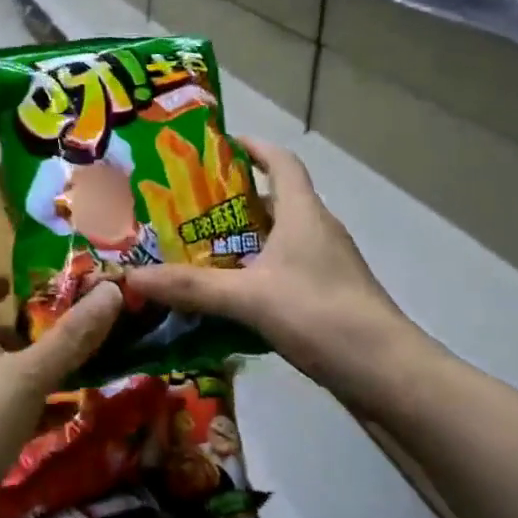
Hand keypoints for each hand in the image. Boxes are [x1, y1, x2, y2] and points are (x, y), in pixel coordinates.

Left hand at [0, 275, 120, 517]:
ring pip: (0, 377)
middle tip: (68, 331)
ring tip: (74, 373)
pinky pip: (4, 415)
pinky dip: (31, 411)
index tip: (18, 282)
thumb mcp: (30, 374)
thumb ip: (72, 337)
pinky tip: (62, 420)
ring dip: (32, 373)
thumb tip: (113, 288)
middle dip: (25, 333)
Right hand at [123, 138, 435, 408]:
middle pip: (274, 201)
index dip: (254, 148)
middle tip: (186, 208)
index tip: (220, 145)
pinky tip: (227, 297)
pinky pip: (283, 272)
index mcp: (304, 214)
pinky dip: (254, 274)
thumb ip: (191, 287)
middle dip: (232, 201)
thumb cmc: (321, 315)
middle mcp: (317, 231)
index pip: (282, 162)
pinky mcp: (327, 297)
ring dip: (242, 241)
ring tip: (197, 250)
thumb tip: (131, 278)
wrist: (386, 372)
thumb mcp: (250, 298)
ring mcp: (326, 266)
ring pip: (277, 240)